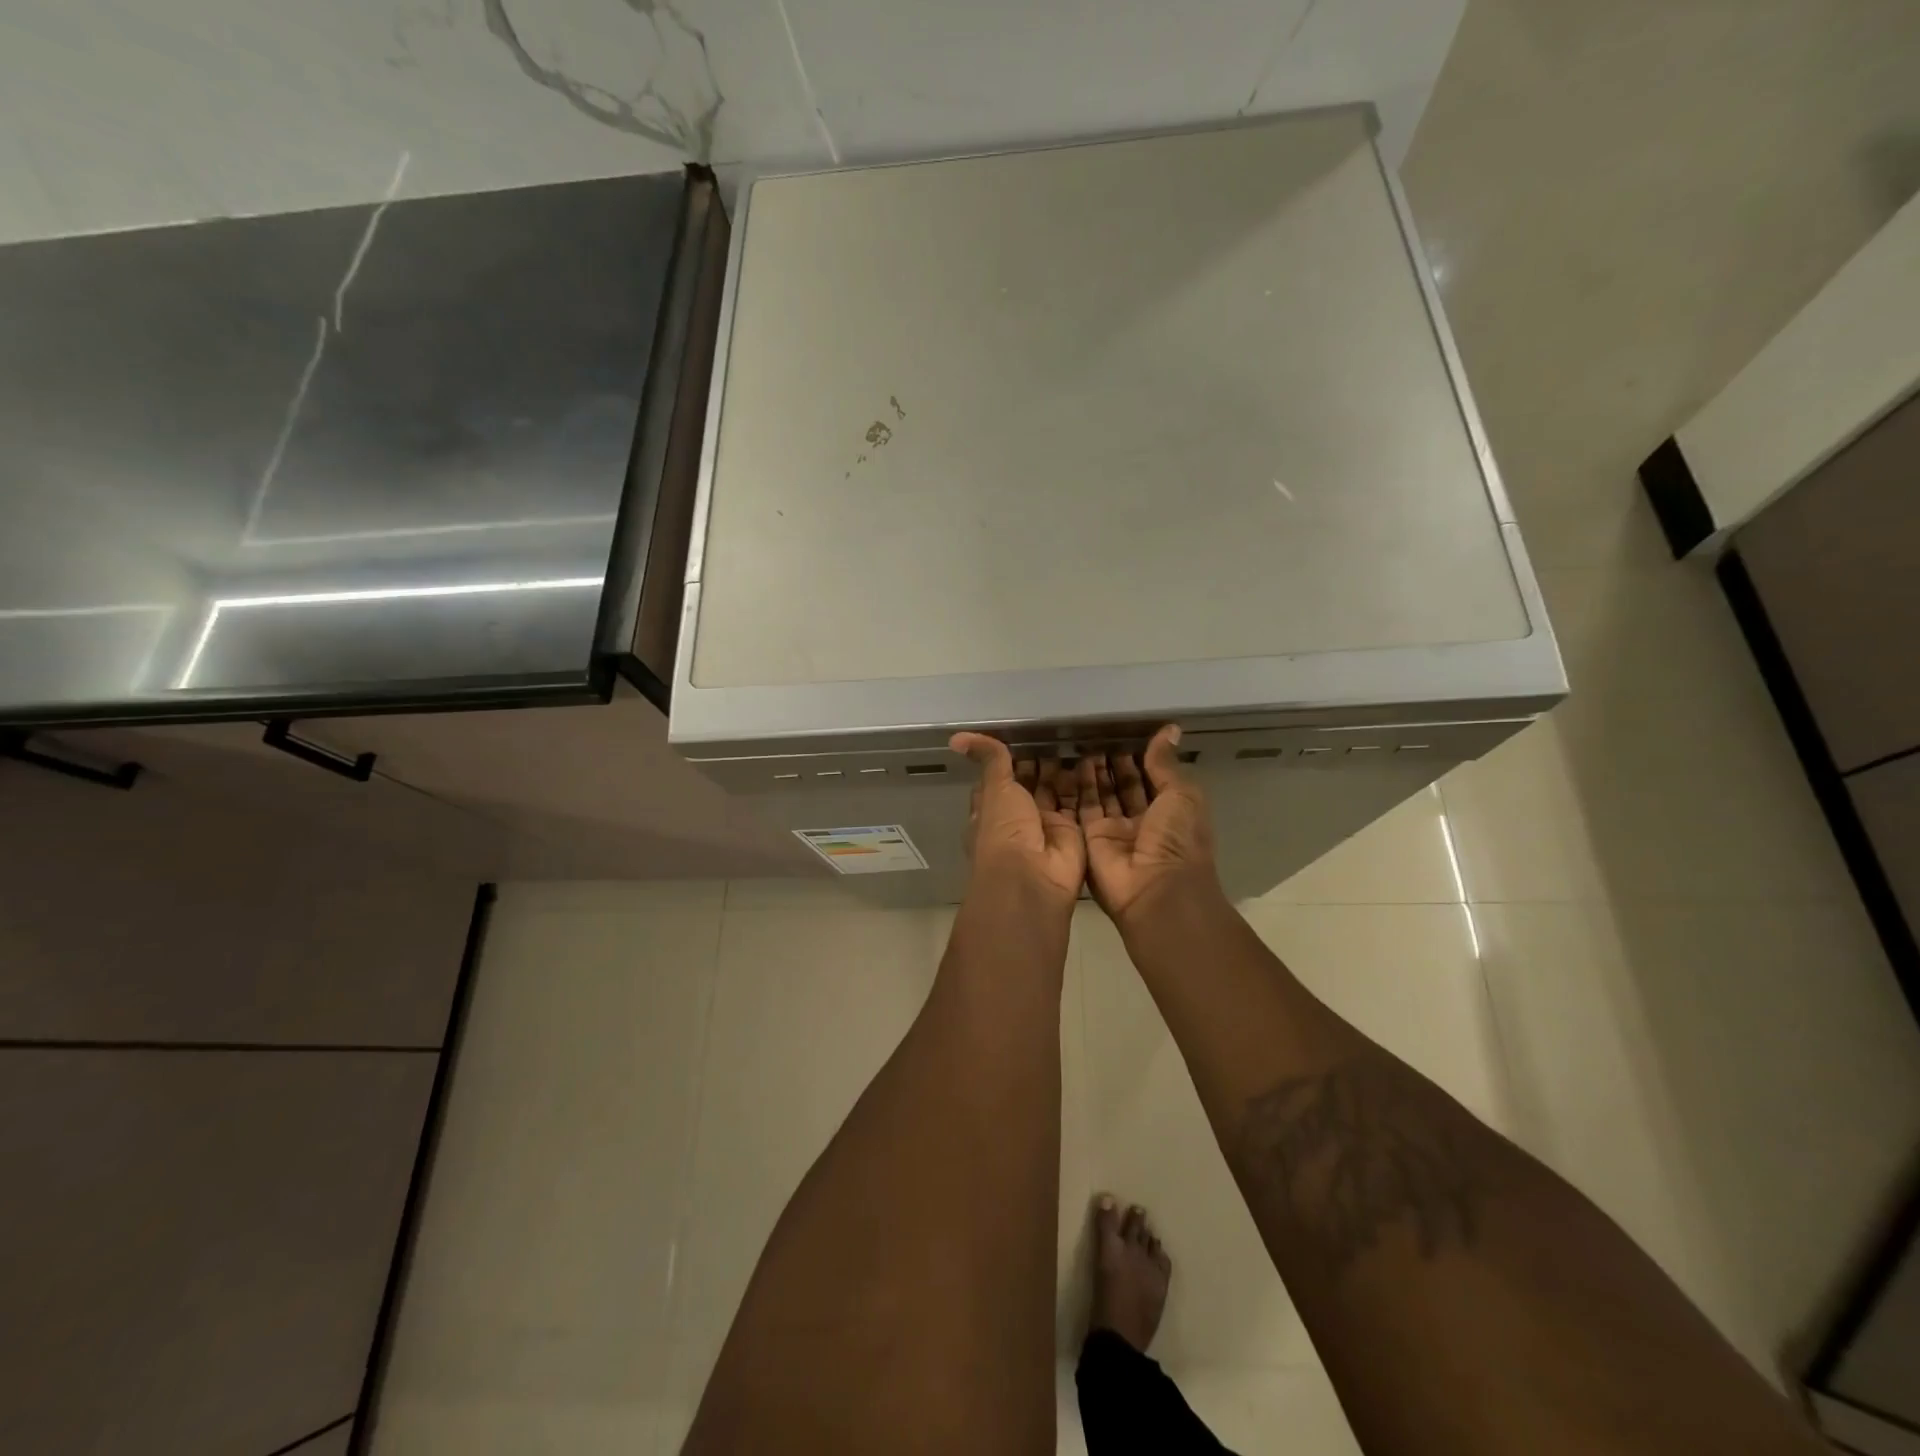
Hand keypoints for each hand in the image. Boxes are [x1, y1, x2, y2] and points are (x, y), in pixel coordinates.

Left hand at [951, 733, 1085, 907]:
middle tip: (1059, 728)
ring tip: (1079, 736)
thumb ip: (989, 760)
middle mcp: (1018, 817)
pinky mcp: (1073, 831)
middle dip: (1042, 761)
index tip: (1025, 732)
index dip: (1010, 757)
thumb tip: (956, 738)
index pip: (1001, 777)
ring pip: (1057, 790)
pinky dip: (1086, 782)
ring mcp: (1046, 825)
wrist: (1032, 878)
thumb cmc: (1004, 831)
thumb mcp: (994, 789)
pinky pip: (1081, 802)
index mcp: (992, 808)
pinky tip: (1095, 755)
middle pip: (1031, 783)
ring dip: (1065, 769)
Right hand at [1077, 725, 1219, 927]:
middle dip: (1113, 764)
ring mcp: (1115, 831)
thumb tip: (1169, 729)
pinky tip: (1071, 763)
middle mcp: (1142, 822)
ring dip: (1094, 772)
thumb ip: (1166, 763)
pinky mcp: (1090, 838)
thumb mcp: (1182, 795)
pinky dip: (1077, 787)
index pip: (1152, 779)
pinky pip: (1082, 808)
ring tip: (1083, 744)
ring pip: (1101, 796)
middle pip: (1124, 787)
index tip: (1124, 733)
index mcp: (1170, 813)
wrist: (1155, 889)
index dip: (1140, 758)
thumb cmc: (1178, 839)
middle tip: (1098, 735)